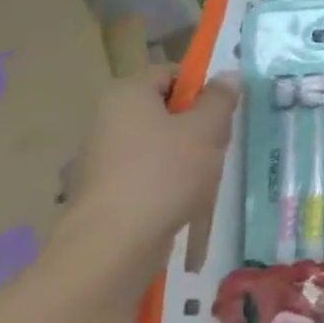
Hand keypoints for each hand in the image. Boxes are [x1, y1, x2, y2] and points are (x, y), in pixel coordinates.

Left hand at [51, 70, 238, 311]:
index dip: (200, 89)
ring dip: (182, 160)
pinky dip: (163, 189)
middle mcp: (104, 122)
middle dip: (194, 128)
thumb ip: (220, 98)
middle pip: (163, 113)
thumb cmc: (164, 173)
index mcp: (125, 95)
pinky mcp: (99, 197)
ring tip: (203, 182)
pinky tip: (181, 207)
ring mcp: (97, 162)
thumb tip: (227, 77)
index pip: (170, 75)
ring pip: (155, 149)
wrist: (112, 248)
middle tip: (217, 146)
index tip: (222, 112)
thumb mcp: (208, 128)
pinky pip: (142, 180)